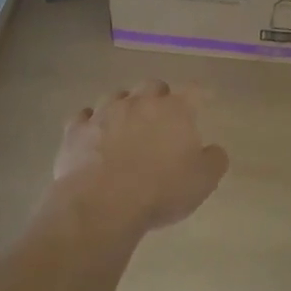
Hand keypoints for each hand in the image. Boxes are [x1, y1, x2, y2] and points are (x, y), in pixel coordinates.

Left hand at [46, 80, 228, 239]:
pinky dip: (90, 122)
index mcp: (174, 110)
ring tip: (125, 126)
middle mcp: (139, 102)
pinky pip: (83, 117)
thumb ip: (214, 160)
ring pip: (116, 96)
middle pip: (152, 85)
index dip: (199, 95)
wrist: (102, 205)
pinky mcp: (76, 130)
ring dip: (123, 107)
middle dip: (158, 96)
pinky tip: (92, 134)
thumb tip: (214, 149)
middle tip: (162, 117)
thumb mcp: (203, 182)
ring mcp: (104, 113)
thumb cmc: (160, 191)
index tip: (202, 101)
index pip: (194, 91)